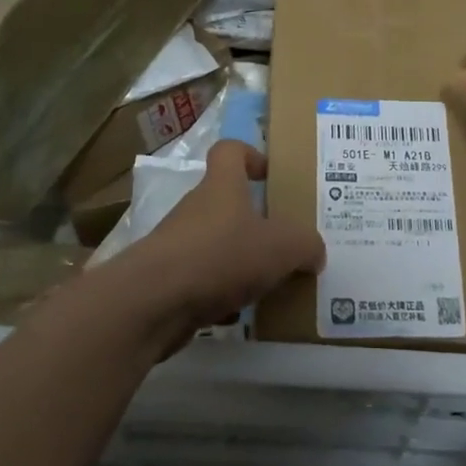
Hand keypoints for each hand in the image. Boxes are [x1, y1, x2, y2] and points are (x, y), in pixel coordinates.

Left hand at [111, 141, 324, 351]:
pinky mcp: (165, 281)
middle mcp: (197, 208)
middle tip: (283, 241)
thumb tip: (315, 252)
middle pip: (226, 203)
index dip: (250, 155)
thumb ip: (306, 245)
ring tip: (268, 284)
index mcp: (222, 186)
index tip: (269, 175)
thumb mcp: (282, 247)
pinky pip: (201, 281)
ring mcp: (176, 244)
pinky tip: (238, 314)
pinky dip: (219, 294)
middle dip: (254, 222)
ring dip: (238, 261)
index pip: (230, 151)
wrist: (151, 303)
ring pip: (215, 245)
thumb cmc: (221, 256)